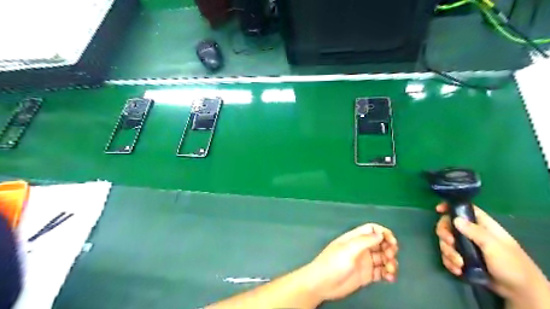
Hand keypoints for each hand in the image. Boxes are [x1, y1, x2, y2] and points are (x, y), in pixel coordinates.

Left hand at [303, 223, 398, 302]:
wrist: (322, 284)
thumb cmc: (333, 263)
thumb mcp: (349, 249)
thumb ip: (365, 241)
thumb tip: (381, 234)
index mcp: (355, 238)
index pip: (372, 229)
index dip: (383, 233)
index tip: (392, 242)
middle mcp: (361, 248)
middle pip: (380, 243)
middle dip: (389, 248)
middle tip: (390, 256)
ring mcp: (364, 262)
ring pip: (383, 258)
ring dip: (390, 262)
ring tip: (390, 270)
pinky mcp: (366, 275)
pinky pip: (381, 272)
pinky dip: (388, 273)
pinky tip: (389, 278)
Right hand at [437, 202, 547, 305]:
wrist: (519, 291)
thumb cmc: (511, 264)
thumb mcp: (494, 246)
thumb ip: (475, 232)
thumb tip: (455, 219)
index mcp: (481, 225)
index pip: (463, 209)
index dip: (449, 207)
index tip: (438, 210)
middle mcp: (471, 233)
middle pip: (448, 225)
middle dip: (445, 235)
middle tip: (450, 243)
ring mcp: (466, 246)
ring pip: (446, 242)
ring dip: (448, 253)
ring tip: (459, 264)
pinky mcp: (462, 259)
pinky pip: (448, 256)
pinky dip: (449, 262)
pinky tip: (457, 270)